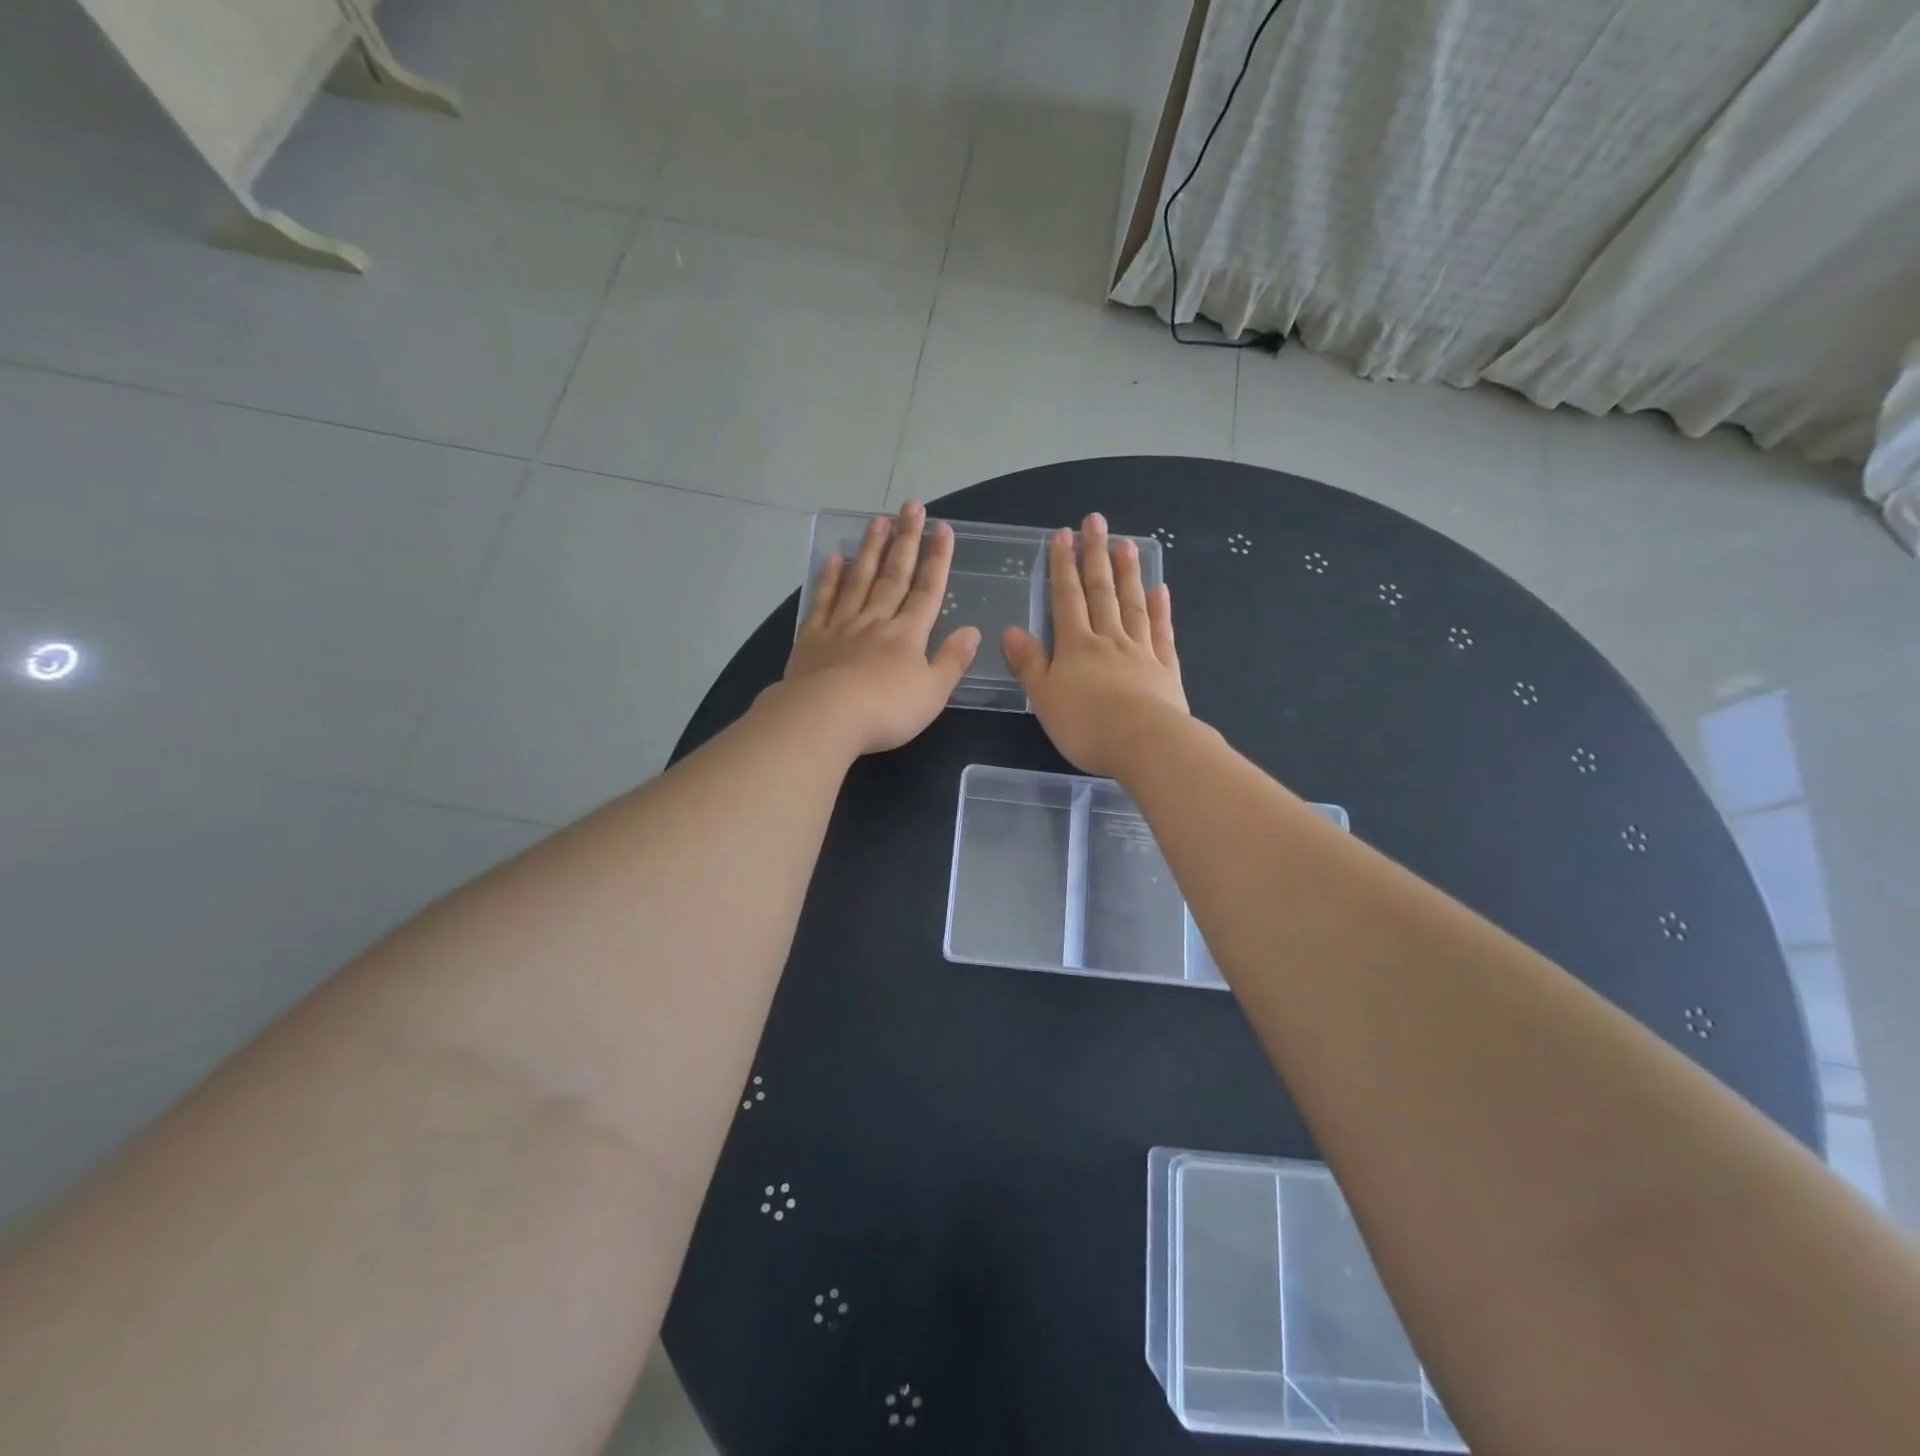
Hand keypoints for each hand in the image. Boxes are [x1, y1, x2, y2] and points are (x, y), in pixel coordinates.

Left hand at [781, 501, 979, 754]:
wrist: (825, 717)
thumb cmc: (886, 710)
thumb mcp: (933, 692)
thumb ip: (953, 661)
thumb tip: (973, 631)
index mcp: (908, 635)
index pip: (927, 591)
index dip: (937, 560)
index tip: (943, 529)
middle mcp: (876, 621)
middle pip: (894, 575)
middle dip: (906, 540)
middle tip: (911, 506)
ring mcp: (842, 626)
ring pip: (858, 579)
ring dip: (870, 549)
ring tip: (878, 520)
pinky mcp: (813, 638)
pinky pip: (824, 601)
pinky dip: (830, 578)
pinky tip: (834, 559)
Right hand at [1003, 513, 1187, 775]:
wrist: (1144, 743)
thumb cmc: (1085, 724)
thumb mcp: (1044, 697)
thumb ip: (1030, 663)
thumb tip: (1011, 630)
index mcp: (1076, 646)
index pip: (1066, 598)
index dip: (1063, 566)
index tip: (1062, 535)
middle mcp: (1109, 639)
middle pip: (1101, 591)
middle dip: (1095, 556)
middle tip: (1096, 521)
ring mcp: (1141, 651)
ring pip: (1133, 604)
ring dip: (1128, 573)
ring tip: (1126, 544)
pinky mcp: (1166, 669)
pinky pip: (1162, 632)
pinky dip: (1161, 610)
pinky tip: (1161, 590)